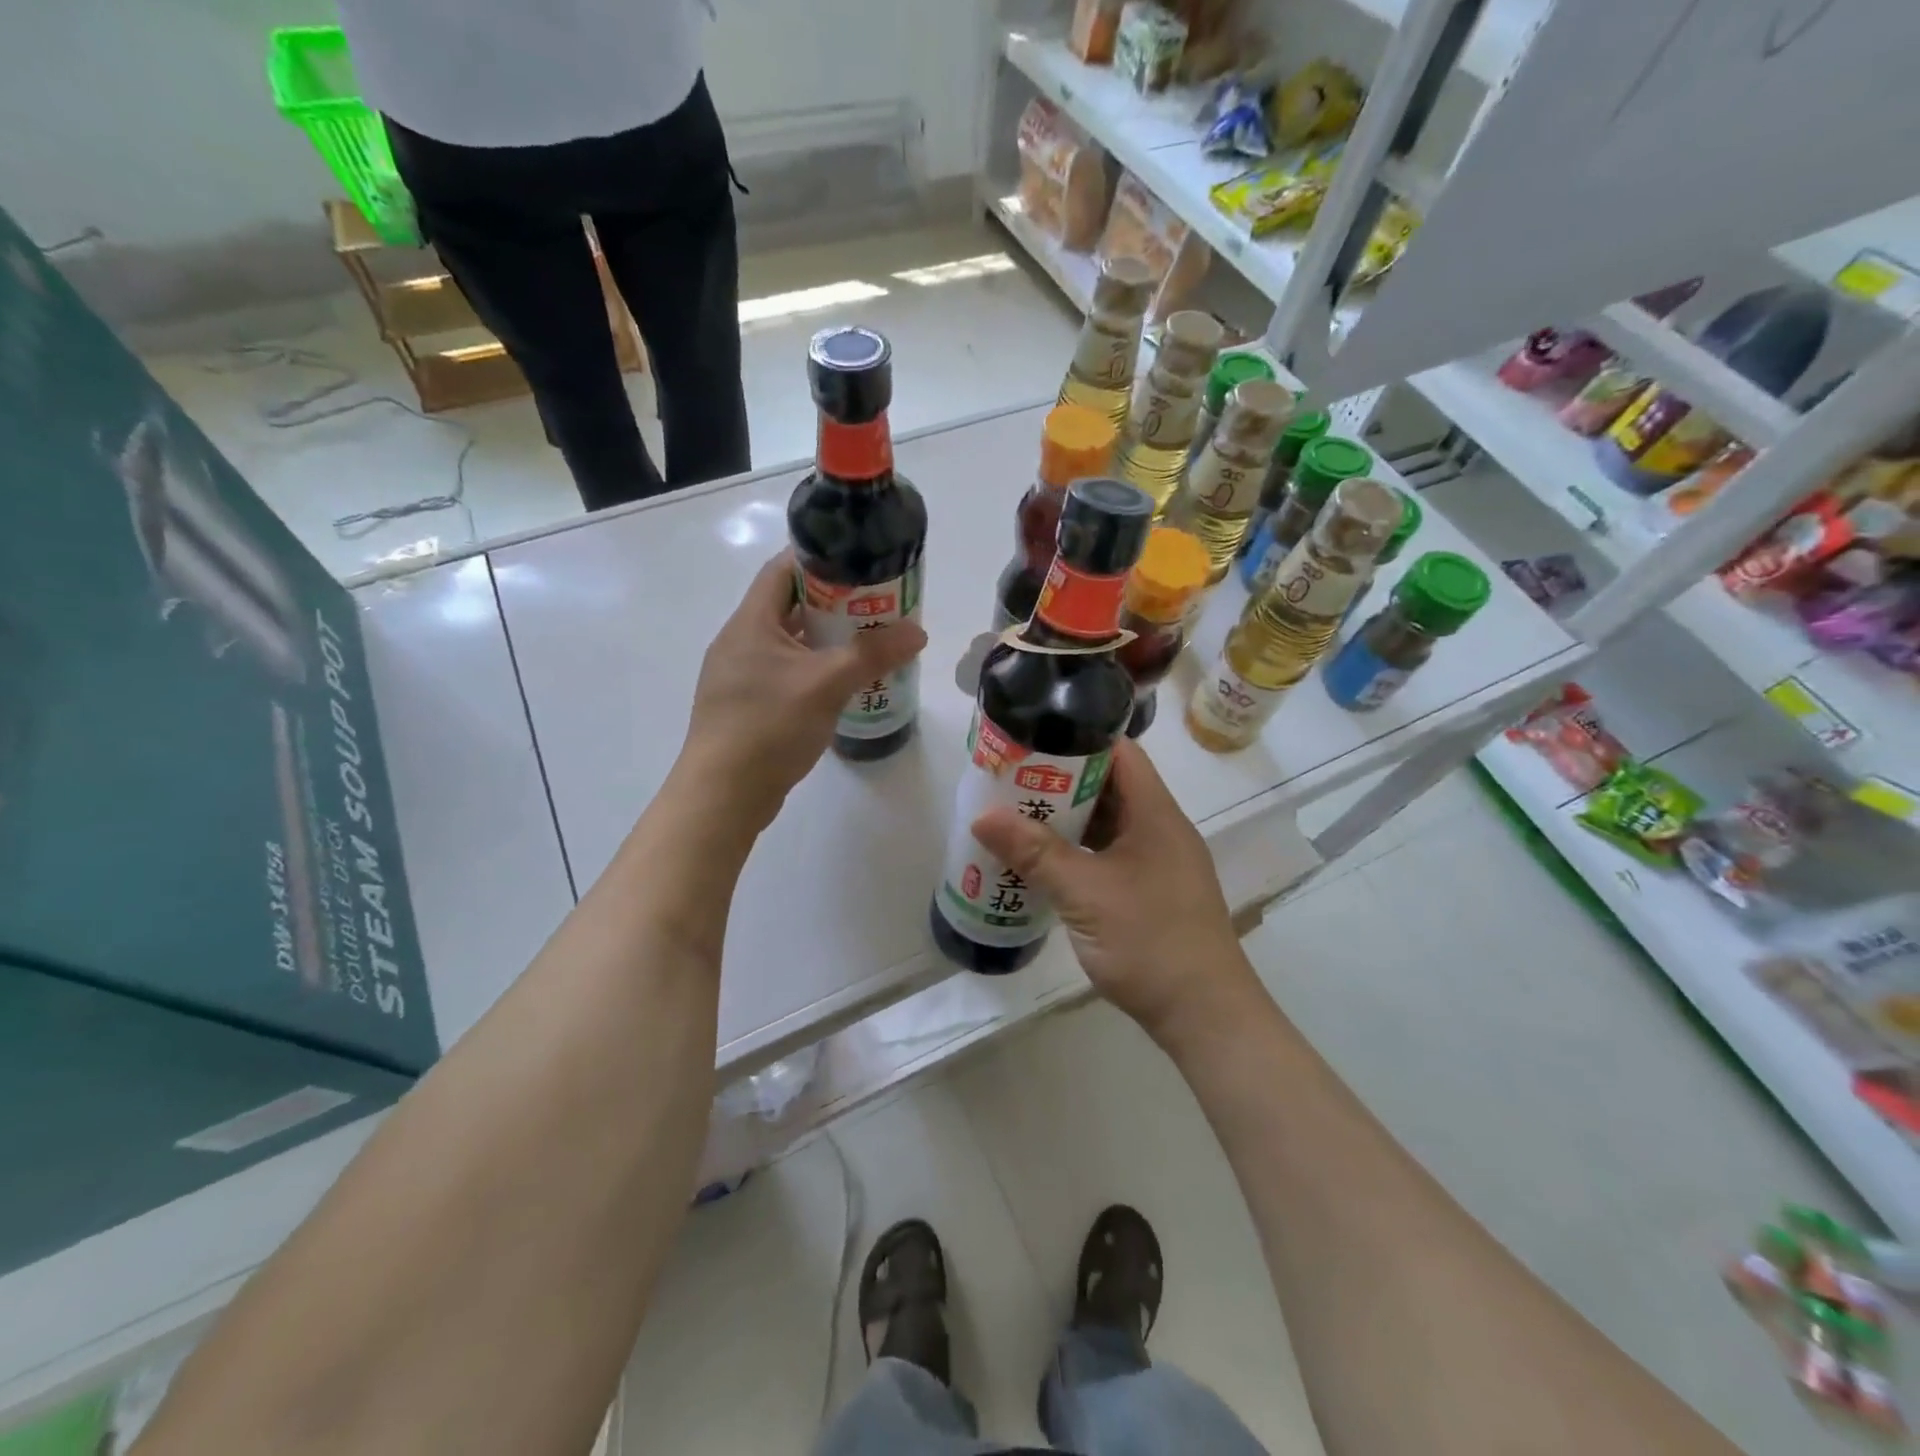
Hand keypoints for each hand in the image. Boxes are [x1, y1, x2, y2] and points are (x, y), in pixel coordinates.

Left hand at [678, 551, 926, 830]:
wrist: (724, 795)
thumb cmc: (768, 726)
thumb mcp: (826, 684)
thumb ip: (872, 654)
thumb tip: (917, 631)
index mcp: (751, 622)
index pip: (783, 569)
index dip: (821, 558)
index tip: (861, 561)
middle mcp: (741, 641)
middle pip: (790, 605)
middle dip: (835, 602)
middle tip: (877, 604)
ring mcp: (742, 675)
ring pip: (791, 643)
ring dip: (827, 639)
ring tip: (869, 641)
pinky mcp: (748, 705)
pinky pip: (787, 673)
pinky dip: (816, 669)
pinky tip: (844, 683)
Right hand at [971, 737, 1262, 1045]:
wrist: (1204, 1015)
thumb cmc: (1149, 941)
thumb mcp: (1084, 893)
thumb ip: (1034, 852)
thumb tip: (982, 817)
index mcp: (1156, 814)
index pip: (1121, 752)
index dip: (1078, 737)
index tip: (1032, 739)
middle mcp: (1161, 829)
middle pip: (1110, 786)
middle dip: (1061, 780)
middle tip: (1011, 779)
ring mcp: (1158, 862)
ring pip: (1108, 823)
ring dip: (1068, 819)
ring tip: (1017, 814)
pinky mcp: (1151, 891)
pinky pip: (1109, 854)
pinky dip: (1078, 851)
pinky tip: (1043, 862)